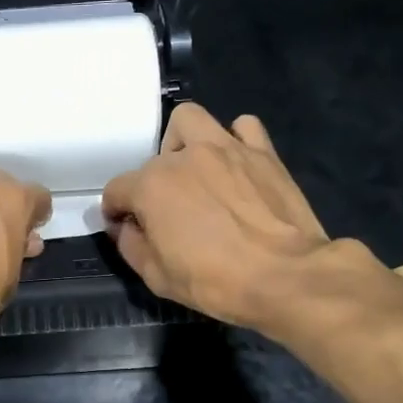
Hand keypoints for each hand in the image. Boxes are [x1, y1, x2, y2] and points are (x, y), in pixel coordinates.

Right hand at [102, 104, 345, 332]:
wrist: (286, 277)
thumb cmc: (215, 281)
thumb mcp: (156, 277)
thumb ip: (131, 245)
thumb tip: (126, 228)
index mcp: (151, 186)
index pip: (117, 190)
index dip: (117, 212)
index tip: (127, 229)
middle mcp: (183, 157)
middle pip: (153, 162)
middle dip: (152, 186)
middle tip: (168, 212)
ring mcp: (225, 148)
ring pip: (190, 120)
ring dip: (183, 141)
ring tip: (193, 170)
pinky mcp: (263, 152)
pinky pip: (244, 128)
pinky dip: (235, 140)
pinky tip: (235, 164)